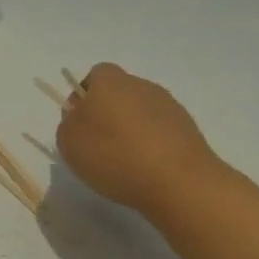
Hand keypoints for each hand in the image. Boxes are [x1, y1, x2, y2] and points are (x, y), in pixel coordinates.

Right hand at [55, 63, 226, 216]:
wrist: (178, 182)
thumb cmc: (115, 155)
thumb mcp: (69, 142)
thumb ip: (69, 123)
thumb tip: (80, 117)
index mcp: (110, 81)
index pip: (95, 76)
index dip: (84, 97)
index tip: (80, 125)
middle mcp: (141, 85)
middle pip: (119, 94)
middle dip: (108, 115)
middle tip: (99, 147)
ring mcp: (169, 106)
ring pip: (141, 113)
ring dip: (132, 131)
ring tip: (126, 163)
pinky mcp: (190, 129)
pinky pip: (162, 132)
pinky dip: (153, 146)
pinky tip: (149, 170)